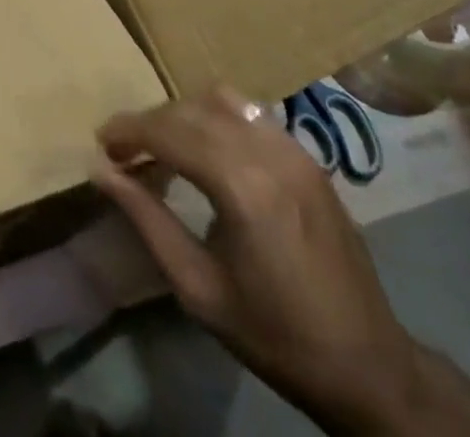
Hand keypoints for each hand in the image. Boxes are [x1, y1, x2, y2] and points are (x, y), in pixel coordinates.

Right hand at [92, 87, 469, 435]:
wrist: (369, 367)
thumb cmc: (274, 334)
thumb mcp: (198, 287)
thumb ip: (146, 218)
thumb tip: (100, 170)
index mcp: (242, 187)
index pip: (169, 132)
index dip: (129, 131)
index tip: (101, 141)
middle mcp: (268, 153)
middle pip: (191, 111)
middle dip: (151, 122)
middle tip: (124, 149)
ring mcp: (294, 149)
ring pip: (221, 101)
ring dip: (184, 114)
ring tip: (164, 145)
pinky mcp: (309, 155)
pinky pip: (251, 113)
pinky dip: (217, 116)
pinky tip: (208, 148)